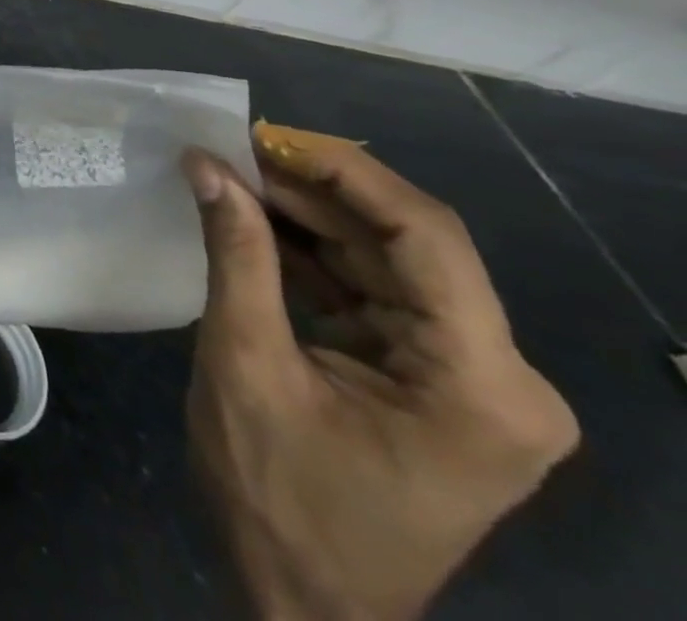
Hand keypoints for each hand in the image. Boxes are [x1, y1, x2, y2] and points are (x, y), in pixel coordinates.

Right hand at [183, 126, 577, 620]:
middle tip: (228, 150)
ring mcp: (467, 381)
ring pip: (385, 262)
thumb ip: (237, 255)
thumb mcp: (246, 363)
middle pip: (406, 246)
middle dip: (313, 191)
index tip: (263, 133)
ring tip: (229, 176)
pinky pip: (371, 294)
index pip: (427, 238)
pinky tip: (253, 224)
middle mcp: (499, 378)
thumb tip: (208, 166)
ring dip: (306, 218)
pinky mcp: (430, 381)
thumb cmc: (279, 493)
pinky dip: (310, 256)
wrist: (305, 602)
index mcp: (482, 385)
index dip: (345, 171)